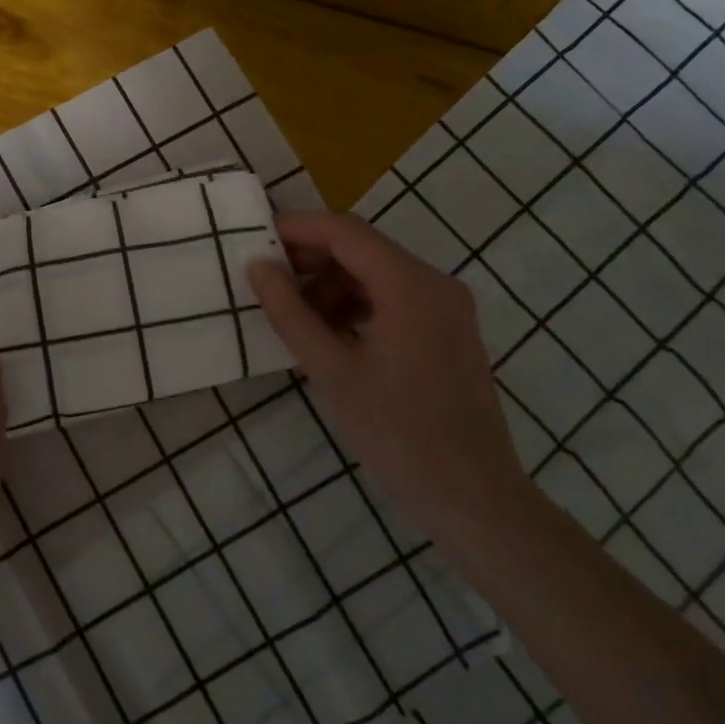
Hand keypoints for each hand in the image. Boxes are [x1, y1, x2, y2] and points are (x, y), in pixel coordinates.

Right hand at [247, 212, 527, 527]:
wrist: (471, 494)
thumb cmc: (395, 431)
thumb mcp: (330, 369)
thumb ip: (289, 312)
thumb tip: (258, 267)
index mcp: (410, 285)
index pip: (344, 231)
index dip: (296, 229)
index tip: (253, 241)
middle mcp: (434, 283)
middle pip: (362, 249)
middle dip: (310, 260)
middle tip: (266, 284)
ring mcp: (446, 307)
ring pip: (375, 274)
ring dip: (330, 286)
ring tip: (294, 319)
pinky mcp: (447, 330)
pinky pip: (393, 299)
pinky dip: (355, 305)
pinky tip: (328, 336)